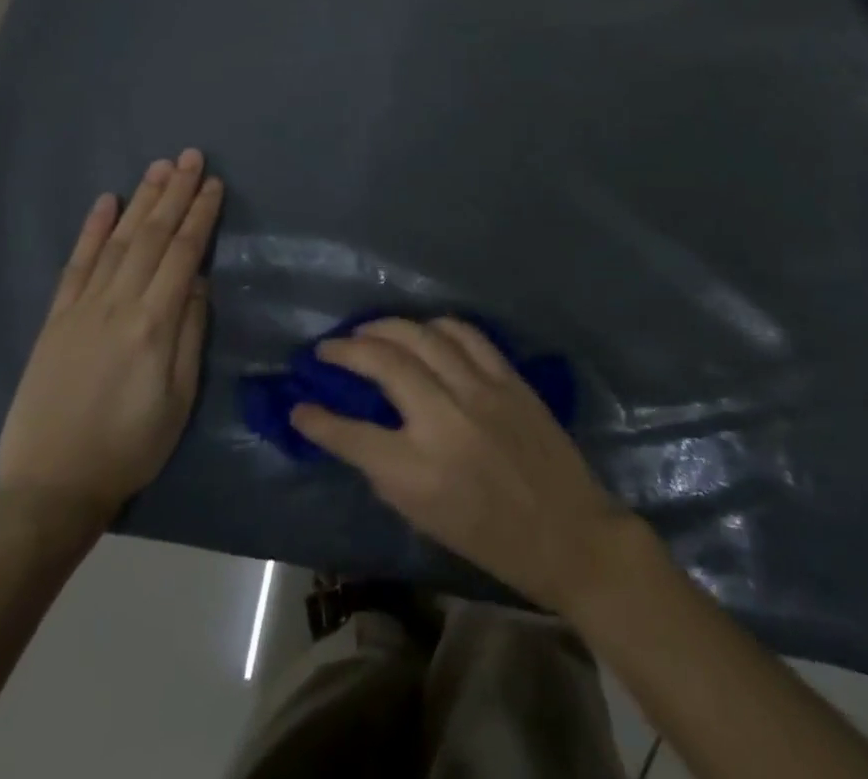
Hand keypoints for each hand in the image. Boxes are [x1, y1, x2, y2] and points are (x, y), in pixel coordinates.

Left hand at [0, 150, 223, 543]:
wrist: (52, 488)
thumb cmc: (131, 446)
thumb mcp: (178, 398)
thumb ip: (190, 333)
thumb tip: (200, 281)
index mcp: (153, 324)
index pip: (184, 254)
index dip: (201, 216)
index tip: (214, 184)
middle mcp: (117, 305)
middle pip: (152, 237)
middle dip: (175, 193)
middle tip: (191, 156)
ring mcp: (81, 309)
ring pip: (117, 242)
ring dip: (140, 201)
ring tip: (159, 167)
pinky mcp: (55, 320)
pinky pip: (75, 265)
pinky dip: (92, 231)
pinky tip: (105, 202)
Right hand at [290, 317, 633, 612]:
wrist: (567, 532)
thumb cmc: (491, 540)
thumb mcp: (425, 519)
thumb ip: (387, 471)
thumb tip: (358, 432)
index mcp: (417, 473)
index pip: (351, 435)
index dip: (317, 419)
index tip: (300, 406)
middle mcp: (444, 422)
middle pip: (384, 364)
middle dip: (347, 350)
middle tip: (328, 348)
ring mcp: (480, 392)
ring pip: (422, 336)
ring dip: (386, 327)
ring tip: (366, 330)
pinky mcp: (508, 378)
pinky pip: (465, 334)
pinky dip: (436, 326)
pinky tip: (421, 330)